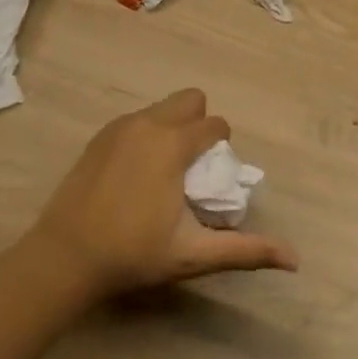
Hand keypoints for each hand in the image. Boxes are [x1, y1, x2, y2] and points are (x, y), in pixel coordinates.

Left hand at [29, 89, 296, 299]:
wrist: (63, 258)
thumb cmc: (133, 254)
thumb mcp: (193, 254)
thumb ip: (244, 251)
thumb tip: (294, 259)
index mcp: (174, 144)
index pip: (215, 124)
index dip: (221, 146)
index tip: (210, 178)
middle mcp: (150, 123)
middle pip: (191, 99)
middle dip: (199, 123)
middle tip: (191, 165)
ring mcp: (121, 126)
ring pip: (162, 108)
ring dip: (173, 127)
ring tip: (164, 171)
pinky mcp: (100, 136)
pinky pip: (137, 120)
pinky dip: (147, 135)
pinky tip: (135, 174)